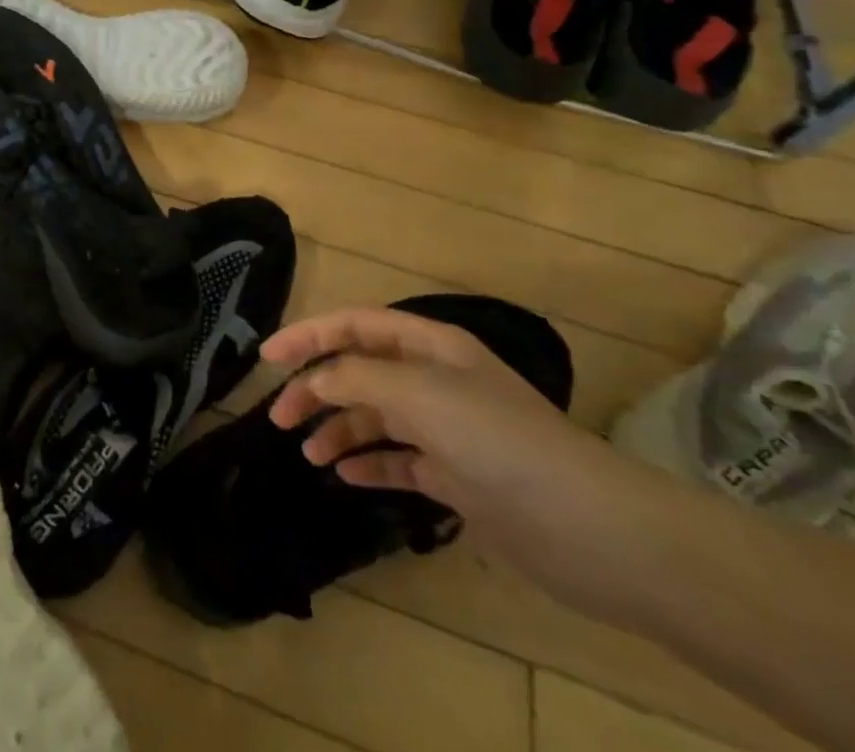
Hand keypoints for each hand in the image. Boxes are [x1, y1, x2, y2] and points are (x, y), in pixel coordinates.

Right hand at [262, 307, 622, 566]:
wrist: (588, 528)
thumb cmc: (496, 439)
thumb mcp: (417, 394)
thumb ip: (356, 379)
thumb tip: (314, 380)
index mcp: (429, 345)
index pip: (354, 326)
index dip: (308, 335)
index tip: (267, 357)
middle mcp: (434, 380)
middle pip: (359, 372)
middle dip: (316, 388)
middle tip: (279, 417)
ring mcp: (446, 429)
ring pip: (375, 417)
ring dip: (338, 429)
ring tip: (309, 454)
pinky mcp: (457, 477)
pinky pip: (398, 461)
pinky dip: (370, 463)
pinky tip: (346, 475)